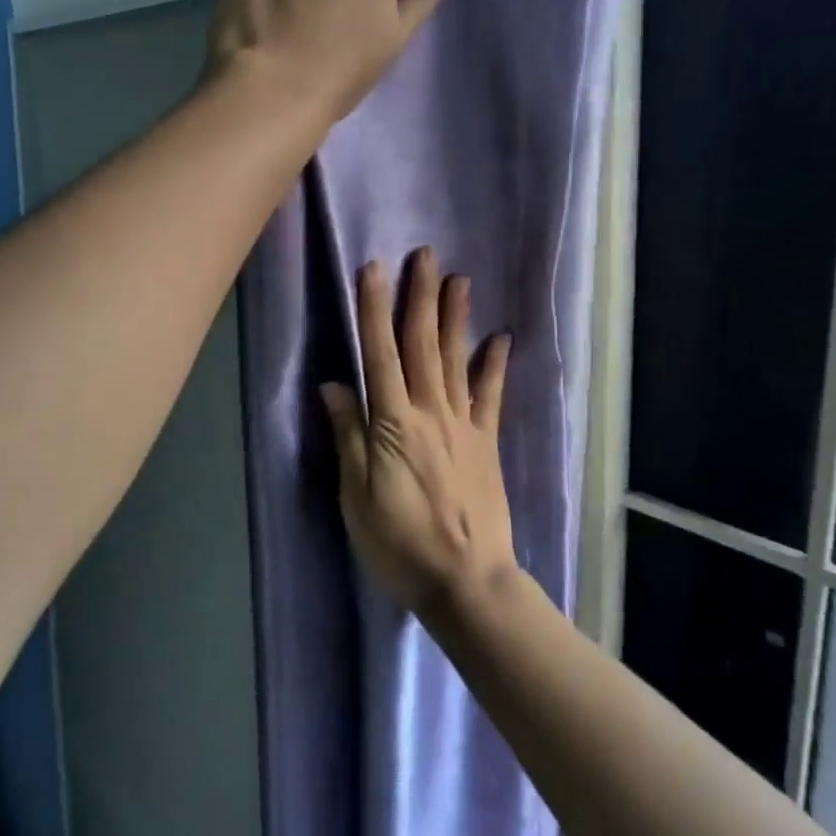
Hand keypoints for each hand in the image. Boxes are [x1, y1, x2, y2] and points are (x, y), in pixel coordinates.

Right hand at [321, 248, 516, 615]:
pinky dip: (494, 366)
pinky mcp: (486, 444)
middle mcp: (429, 413)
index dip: (374, 309)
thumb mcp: (356, 496)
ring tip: (458, 279)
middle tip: (425, 255)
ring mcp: (463, 426)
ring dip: (455, 318)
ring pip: (455, 361)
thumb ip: (348, 436)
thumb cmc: (399, 544)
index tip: (374, 269)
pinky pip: (490, 397)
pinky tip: (501, 338)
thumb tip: (334, 385)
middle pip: (421, 346)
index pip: (379, 354)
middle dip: (419, 298)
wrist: (465, 580)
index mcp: (392, 424)